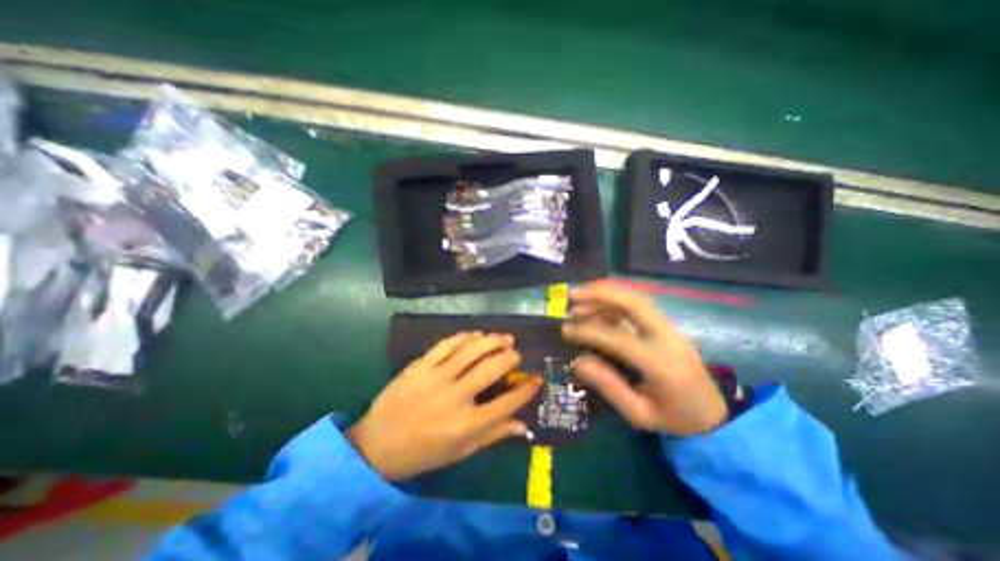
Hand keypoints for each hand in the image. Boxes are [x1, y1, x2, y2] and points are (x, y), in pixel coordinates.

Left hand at [348, 332, 542, 480]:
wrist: (376, 446)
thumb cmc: (422, 453)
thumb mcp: (460, 452)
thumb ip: (492, 435)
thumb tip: (522, 425)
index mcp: (466, 425)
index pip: (506, 404)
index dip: (526, 389)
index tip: (536, 378)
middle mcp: (455, 398)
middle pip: (491, 369)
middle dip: (510, 357)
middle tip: (516, 353)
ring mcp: (436, 378)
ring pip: (471, 351)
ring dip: (492, 340)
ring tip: (504, 337)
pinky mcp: (420, 366)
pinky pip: (446, 345)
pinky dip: (464, 337)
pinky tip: (475, 335)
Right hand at [560, 282, 727, 434]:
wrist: (715, 417)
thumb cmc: (674, 420)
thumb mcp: (639, 414)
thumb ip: (609, 386)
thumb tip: (578, 361)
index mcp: (661, 364)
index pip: (618, 338)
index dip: (588, 331)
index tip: (565, 329)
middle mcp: (668, 338)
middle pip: (634, 303)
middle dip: (600, 294)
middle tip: (572, 295)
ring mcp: (670, 329)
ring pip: (637, 299)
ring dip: (606, 293)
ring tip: (580, 298)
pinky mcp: (668, 327)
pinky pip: (639, 305)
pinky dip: (615, 300)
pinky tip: (598, 306)